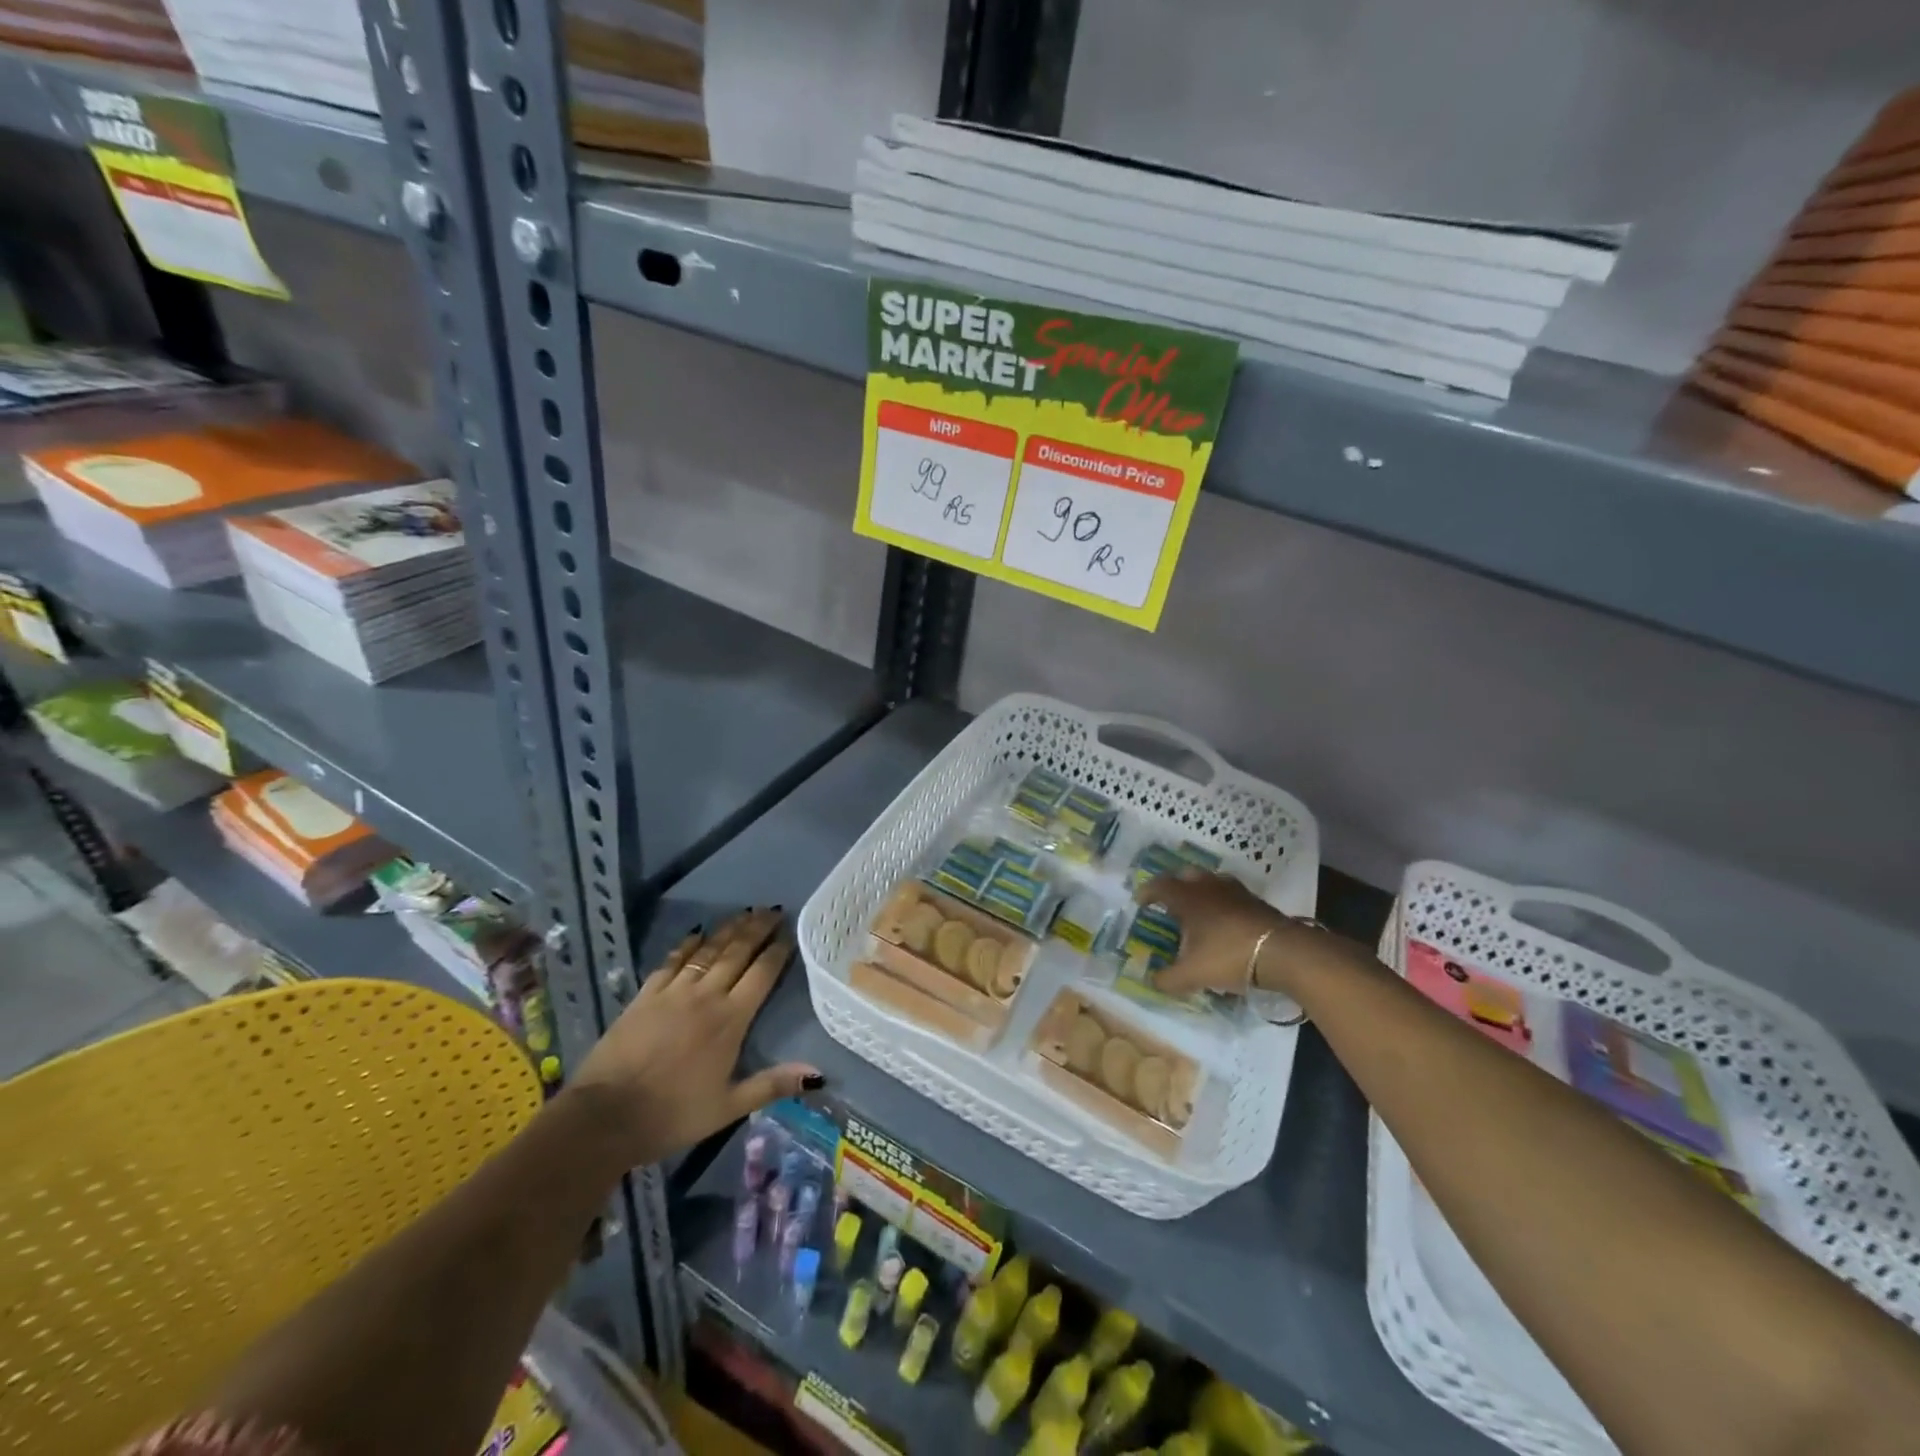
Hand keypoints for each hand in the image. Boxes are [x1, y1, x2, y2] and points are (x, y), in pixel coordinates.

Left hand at [567, 908, 820, 1167]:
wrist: (605, 1116)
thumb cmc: (672, 1114)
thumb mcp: (728, 1107)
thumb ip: (772, 1084)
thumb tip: (818, 1075)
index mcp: (730, 1020)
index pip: (762, 974)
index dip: (777, 951)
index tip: (790, 932)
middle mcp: (706, 996)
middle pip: (737, 952)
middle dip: (757, 929)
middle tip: (772, 910)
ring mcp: (673, 991)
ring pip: (708, 950)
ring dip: (729, 929)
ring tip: (745, 913)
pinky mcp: (646, 995)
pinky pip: (673, 961)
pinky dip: (688, 944)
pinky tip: (697, 933)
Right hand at [1135, 869, 1294, 995]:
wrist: (1283, 952)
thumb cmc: (1229, 956)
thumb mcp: (1192, 974)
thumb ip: (1168, 979)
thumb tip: (1152, 981)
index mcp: (1187, 898)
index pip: (1159, 886)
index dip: (1147, 892)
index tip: (1140, 902)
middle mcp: (1208, 887)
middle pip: (1186, 875)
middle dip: (1174, 885)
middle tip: (1168, 902)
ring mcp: (1235, 891)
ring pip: (1211, 881)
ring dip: (1200, 891)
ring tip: (1198, 910)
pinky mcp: (1256, 901)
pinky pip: (1230, 894)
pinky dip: (1221, 902)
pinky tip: (1224, 921)